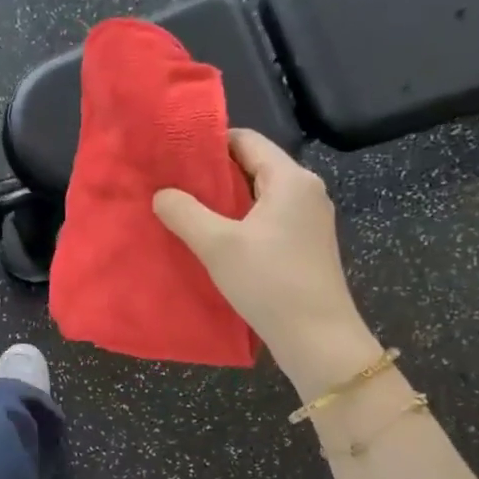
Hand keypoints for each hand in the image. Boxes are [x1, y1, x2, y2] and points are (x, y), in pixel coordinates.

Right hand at [152, 130, 379, 393]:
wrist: (318, 339)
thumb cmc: (269, 283)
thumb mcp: (217, 245)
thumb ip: (184, 212)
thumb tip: (161, 194)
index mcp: (290, 179)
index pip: (246, 140)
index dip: (208, 143)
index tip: (173, 156)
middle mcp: (305, 190)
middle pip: (253, 165)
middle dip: (212, 173)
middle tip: (172, 182)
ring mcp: (309, 218)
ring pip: (258, 194)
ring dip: (224, 199)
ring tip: (185, 209)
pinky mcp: (305, 243)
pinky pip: (266, 217)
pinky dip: (239, 219)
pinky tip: (213, 237)